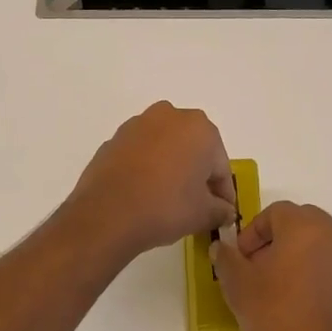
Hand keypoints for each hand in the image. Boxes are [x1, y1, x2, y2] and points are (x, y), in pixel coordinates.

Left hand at [67, 102, 238, 259]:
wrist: (107, 214)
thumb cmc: (166, 207)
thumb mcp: (204, 214)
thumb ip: (221, 210)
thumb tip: (225, 212)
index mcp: (200, 128)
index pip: (220, 166)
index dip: (223, 192)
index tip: (222, 213)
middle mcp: (170, 116)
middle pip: (193, 149)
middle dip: (197, 174)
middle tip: (197, 205)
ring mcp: (137, 125)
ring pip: (166, 148)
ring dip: (171, 168)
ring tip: (168, 200)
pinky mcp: (114, 139)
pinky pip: (141, 154)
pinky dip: (147, 169)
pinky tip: (144, 193)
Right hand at [213, 202, 331, 330]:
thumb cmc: (276, 319)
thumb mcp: (238, 287)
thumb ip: (227, 259)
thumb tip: (222, 247)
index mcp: (304, 226)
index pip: (276, 213)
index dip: (255, 233)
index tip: (244, 260)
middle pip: (305, 225)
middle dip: (283, 242)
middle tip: (266, 272)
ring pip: (330, 246)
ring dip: (311, 258)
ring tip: (294, 290)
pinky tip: (321, 305)